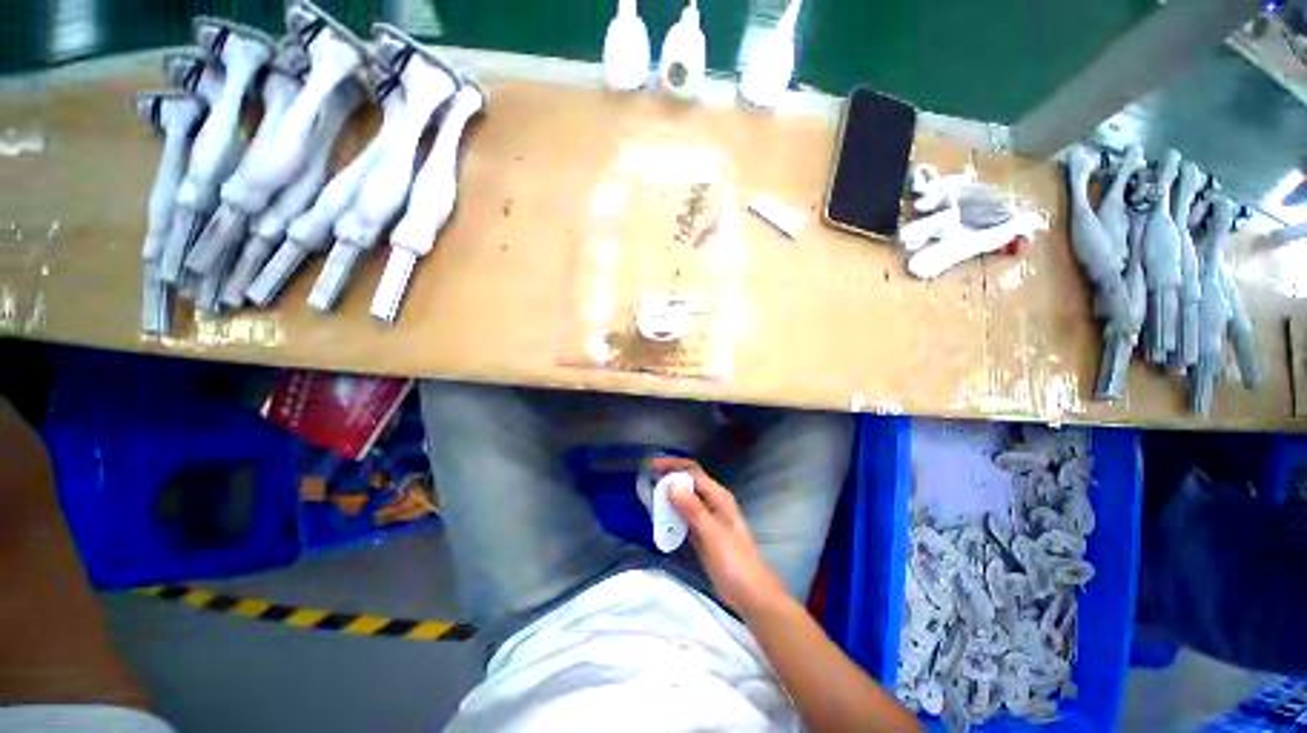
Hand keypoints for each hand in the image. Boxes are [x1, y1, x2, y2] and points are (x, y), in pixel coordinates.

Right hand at [648, 457, 786, 616]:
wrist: (749, 594)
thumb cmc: (734, 562)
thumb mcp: (712, 534)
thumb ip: (693, 510)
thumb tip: (672, 486)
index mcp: (718, 496)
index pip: (692, 472)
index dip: (672, 466)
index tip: (651, 465)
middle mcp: (712, 502)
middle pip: (687, 481)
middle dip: (668, 477)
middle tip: (646, 478)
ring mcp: (706, 517)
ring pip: (684, 498)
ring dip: (667, 494)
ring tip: (647, 493)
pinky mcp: (701, 532)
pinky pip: (683, 515)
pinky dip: (670, 511)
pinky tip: (658, 515)